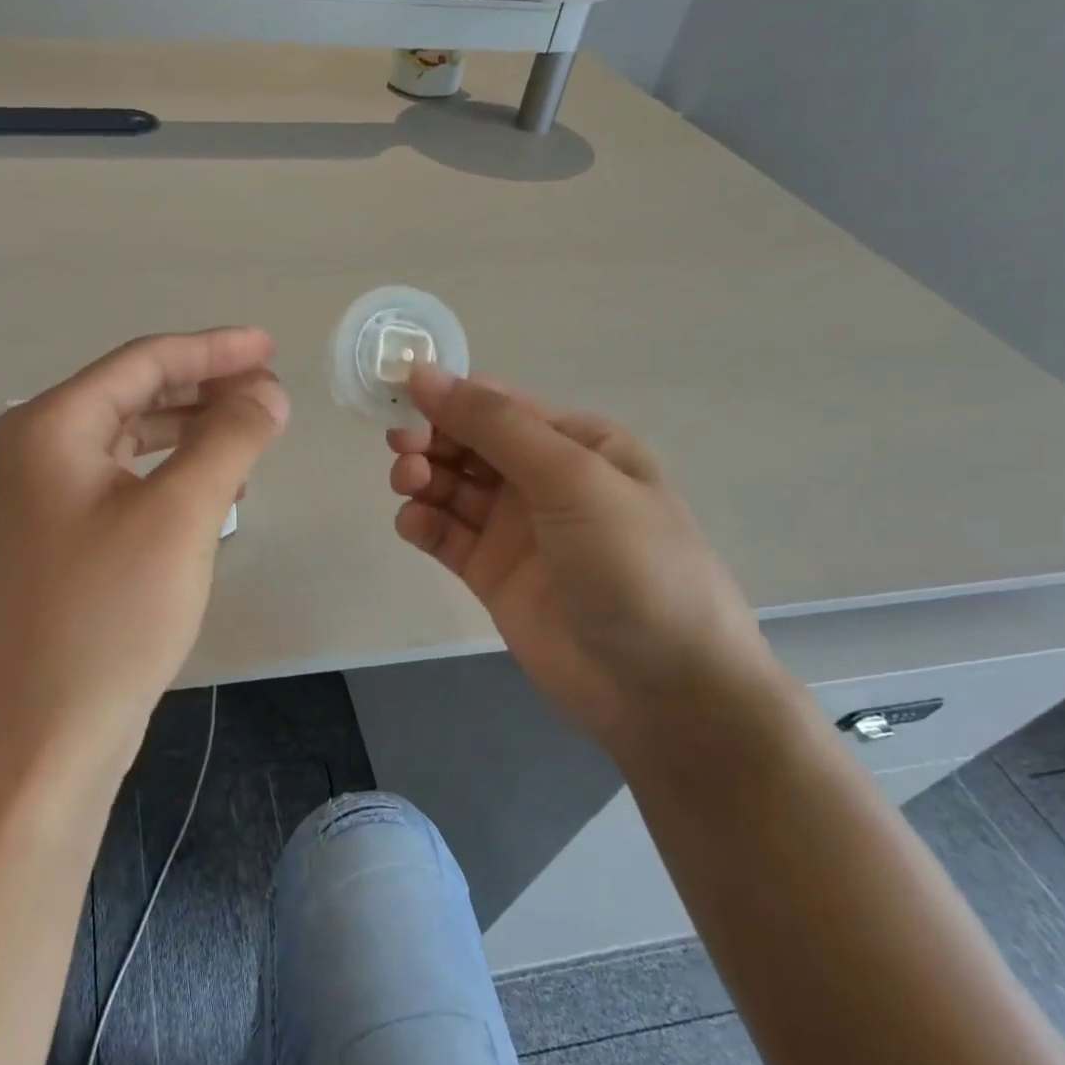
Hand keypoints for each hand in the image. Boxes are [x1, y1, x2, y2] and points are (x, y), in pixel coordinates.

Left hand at [0, 329, 287, 780]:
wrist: (49, 731)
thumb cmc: (112, 613)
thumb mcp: (182, 513)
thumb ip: (229, 438)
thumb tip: (267, 391)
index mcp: (51, 425)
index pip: (144, 362)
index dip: (214, 350)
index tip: (271, 347)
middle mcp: (38, 449)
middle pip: (135, 394)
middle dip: (205, 387)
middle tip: (270, 391)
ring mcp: (45, 497)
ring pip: (132, 438)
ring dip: (192, 429)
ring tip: (252, 433)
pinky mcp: (63, 537)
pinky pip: (127, 479)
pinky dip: (172, 472)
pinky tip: (215, 485)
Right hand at [387, 367, 778, 752]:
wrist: (662, 690)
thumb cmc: (632, 567)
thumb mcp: (572, 479)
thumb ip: (495, 426)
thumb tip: (425, 373)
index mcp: (577, 444)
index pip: (498, 404)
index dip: (448, 397)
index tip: (401, 399)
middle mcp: (544, 479)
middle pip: (468, 443)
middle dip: (431, 439)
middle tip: (404, 452)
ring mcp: (516, 529)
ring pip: (451, 487)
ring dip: (422, 478)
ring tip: (409, 487)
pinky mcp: (492, 573)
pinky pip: (445, 534)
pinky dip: (422, 523)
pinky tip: (414, 524)